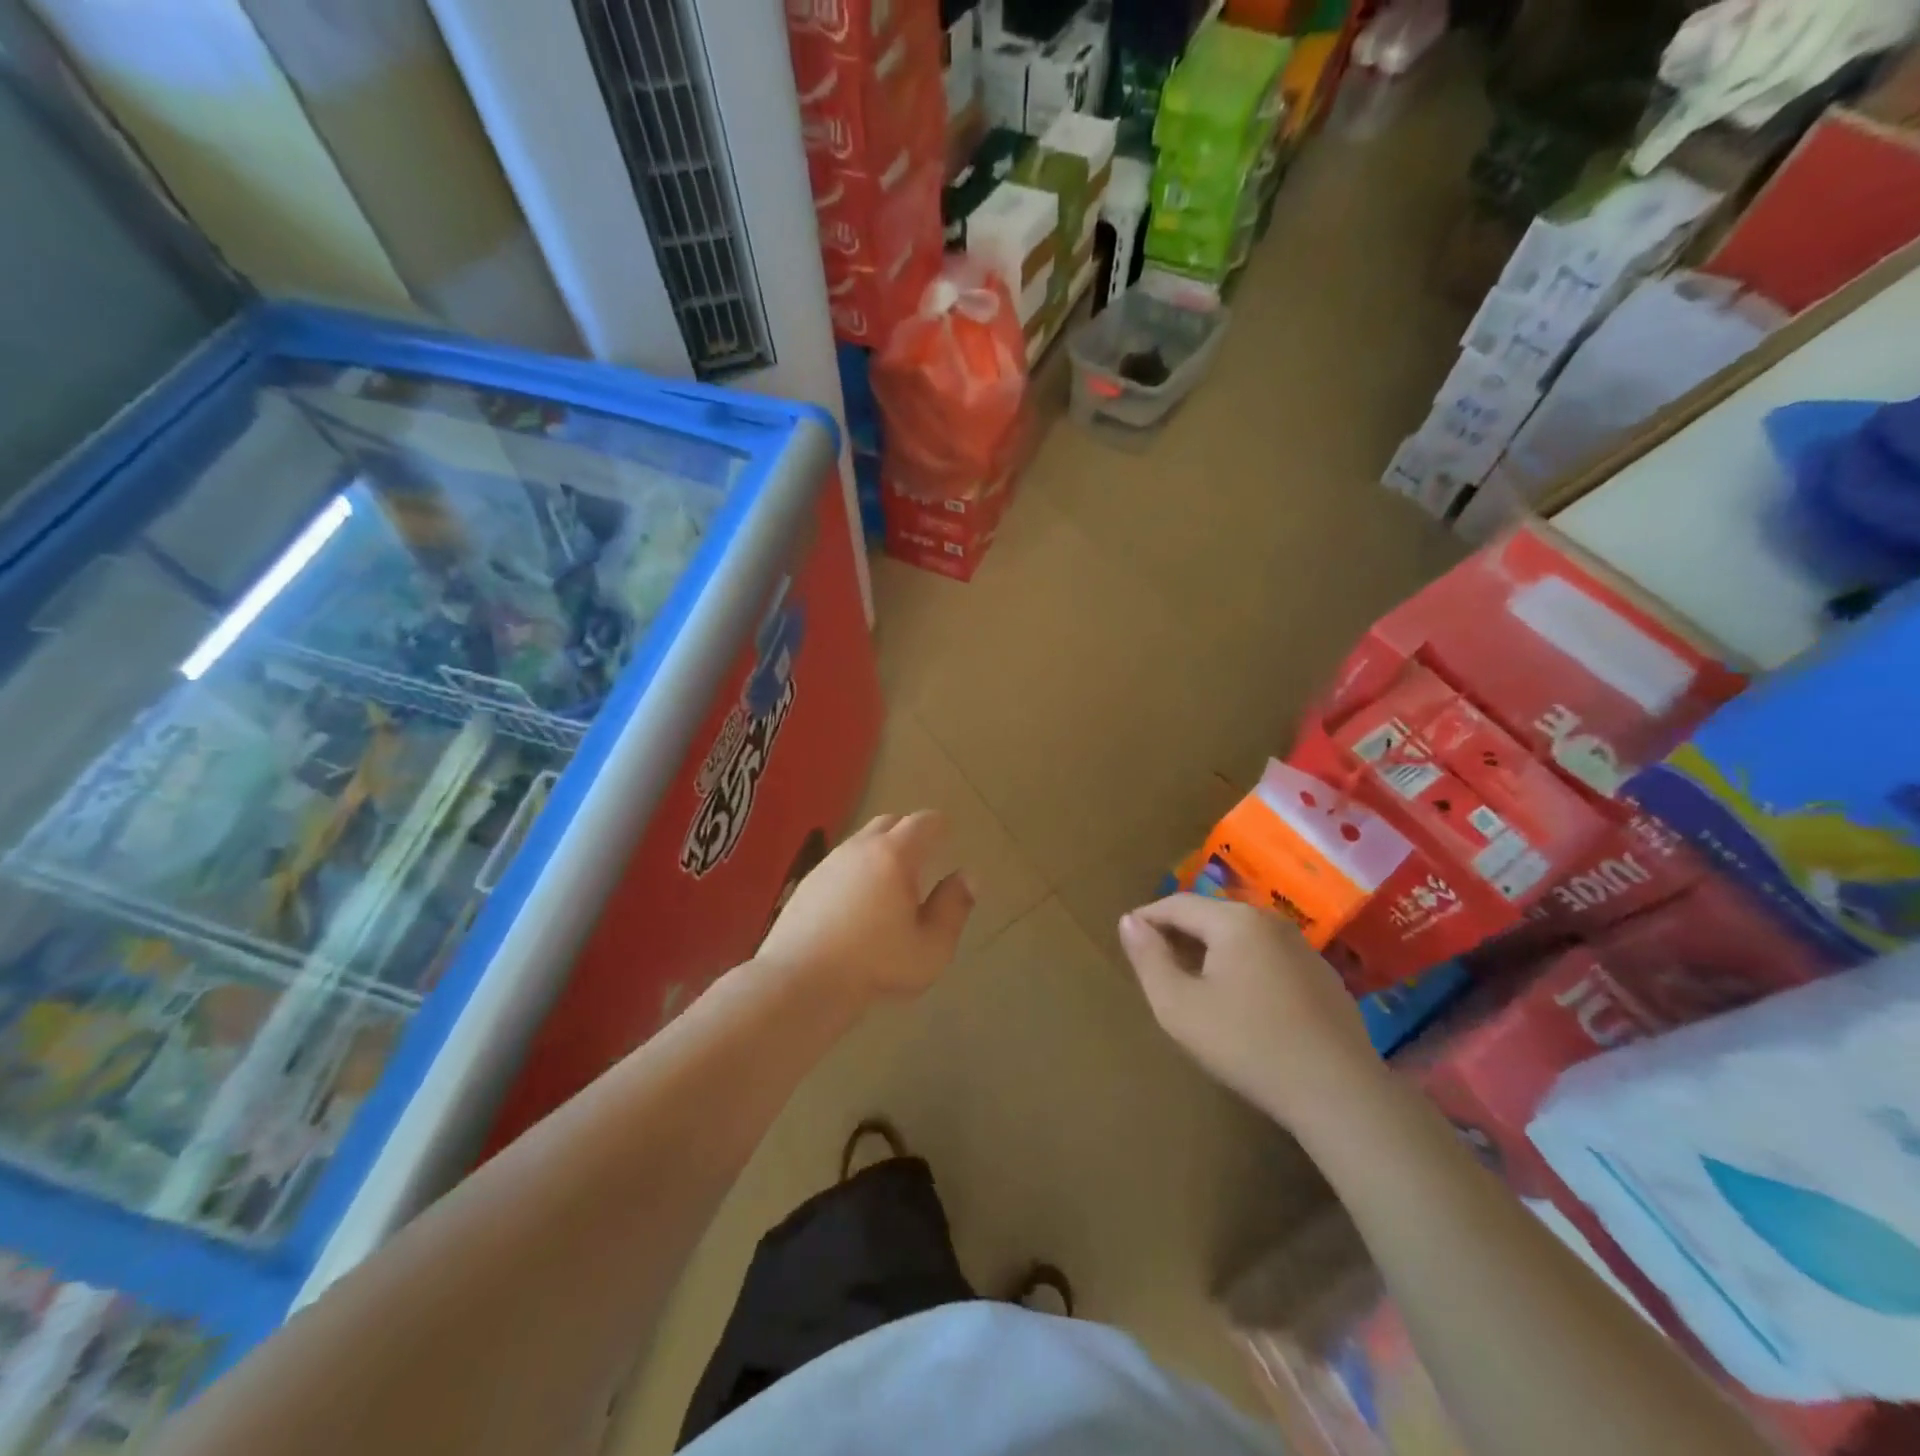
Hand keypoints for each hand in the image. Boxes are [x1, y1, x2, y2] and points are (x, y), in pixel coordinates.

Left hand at [759, 813, 973, 1001]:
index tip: (948, 835)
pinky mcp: (807, 882)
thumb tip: (968, 876)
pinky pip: (841, 863)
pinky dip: (856, 870)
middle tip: (922, 857)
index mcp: (894, 855)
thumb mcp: (931, 946)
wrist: (800, 982)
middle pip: (889, 822)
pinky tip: (857, 902)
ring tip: (891, 882)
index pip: (923, 822)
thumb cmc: (876, 964)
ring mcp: (829, 863)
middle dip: (909, 833)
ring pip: (862, 841)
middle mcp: (860, 848)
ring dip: (880, 852)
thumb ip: (954, 907)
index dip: (939, 826)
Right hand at [1118, 895, 1381, 1129]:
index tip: (1128, 938)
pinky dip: (1244, 968)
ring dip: (1212, 951)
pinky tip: (1242, 1003)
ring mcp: (1303, 949)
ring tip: (1193, 982)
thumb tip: (1129, 921)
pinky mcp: (1324, 978)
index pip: (1177, 904)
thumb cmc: (1247, 1044)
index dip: (1147, 918)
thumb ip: (1148, 959)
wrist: (1338, 1093)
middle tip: (1156, 963)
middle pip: (1211, 916)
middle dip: (1179, 934)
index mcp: (1235, 920)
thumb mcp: (1179, 1006)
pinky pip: (1269, 958)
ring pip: (1242, 937)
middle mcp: (1271, 921)